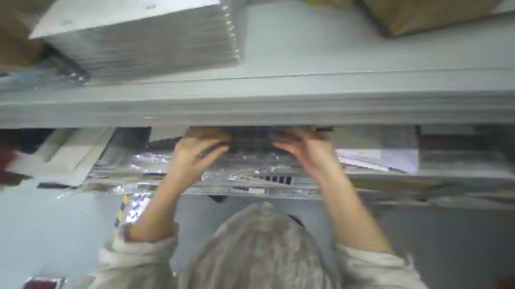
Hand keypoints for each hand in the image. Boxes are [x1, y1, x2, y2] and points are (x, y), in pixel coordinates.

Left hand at [164, 127, 230, 192]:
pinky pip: (191, 133)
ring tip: (218, 132)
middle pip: (202, 132)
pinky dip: (201, 131)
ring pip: (196, 130)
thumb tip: (226, 147)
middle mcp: (185, 143)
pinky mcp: (180, 142)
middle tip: (225, 133)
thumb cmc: (189, 177)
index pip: (208, 140)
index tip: (229, 137)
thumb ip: (215, 155)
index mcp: (191, 151)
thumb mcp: (204, 166)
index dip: (220, 138)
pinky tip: (207, 133)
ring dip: (208, 130)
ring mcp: (181, 142)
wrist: (172, 182)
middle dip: (215, 132)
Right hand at [274, 127, 345, 184]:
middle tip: (276, 126)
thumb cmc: (321, 153)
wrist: (324, 172)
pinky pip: (290, 147)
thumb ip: (303, 132)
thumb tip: (293, 125)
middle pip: (296, 133)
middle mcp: (309, 139)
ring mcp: (303, 147)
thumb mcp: (313, 140)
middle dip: (287, 130)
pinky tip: (275, 142)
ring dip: (283, 137)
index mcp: (315, 134)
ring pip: (292, 140)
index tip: (285, 121)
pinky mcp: (298, 153)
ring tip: (272, 134)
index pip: (303, 127)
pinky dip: (283, 145)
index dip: (294, 124)